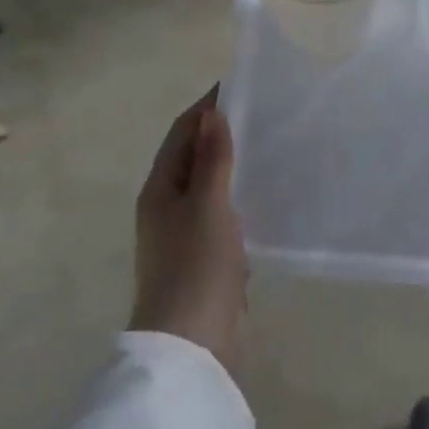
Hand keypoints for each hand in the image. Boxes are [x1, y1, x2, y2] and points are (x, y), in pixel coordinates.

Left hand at [132, 88, 247, 374]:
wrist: (192, 342)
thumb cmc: (196, 265)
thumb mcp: (208, 205)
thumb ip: (213, 159)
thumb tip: (212, 114)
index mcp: (159, 189)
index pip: (182, 133)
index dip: (206, 108)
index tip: (238, 86)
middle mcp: (167, 206)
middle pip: (193, 157)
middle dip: (221, 134)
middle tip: (263, 114)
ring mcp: (184, 234)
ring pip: (209, 187)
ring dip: (232, 166)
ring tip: (269, 147)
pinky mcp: (204, 257)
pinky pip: (222, 213)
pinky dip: (240, 197)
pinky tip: (266, 195)